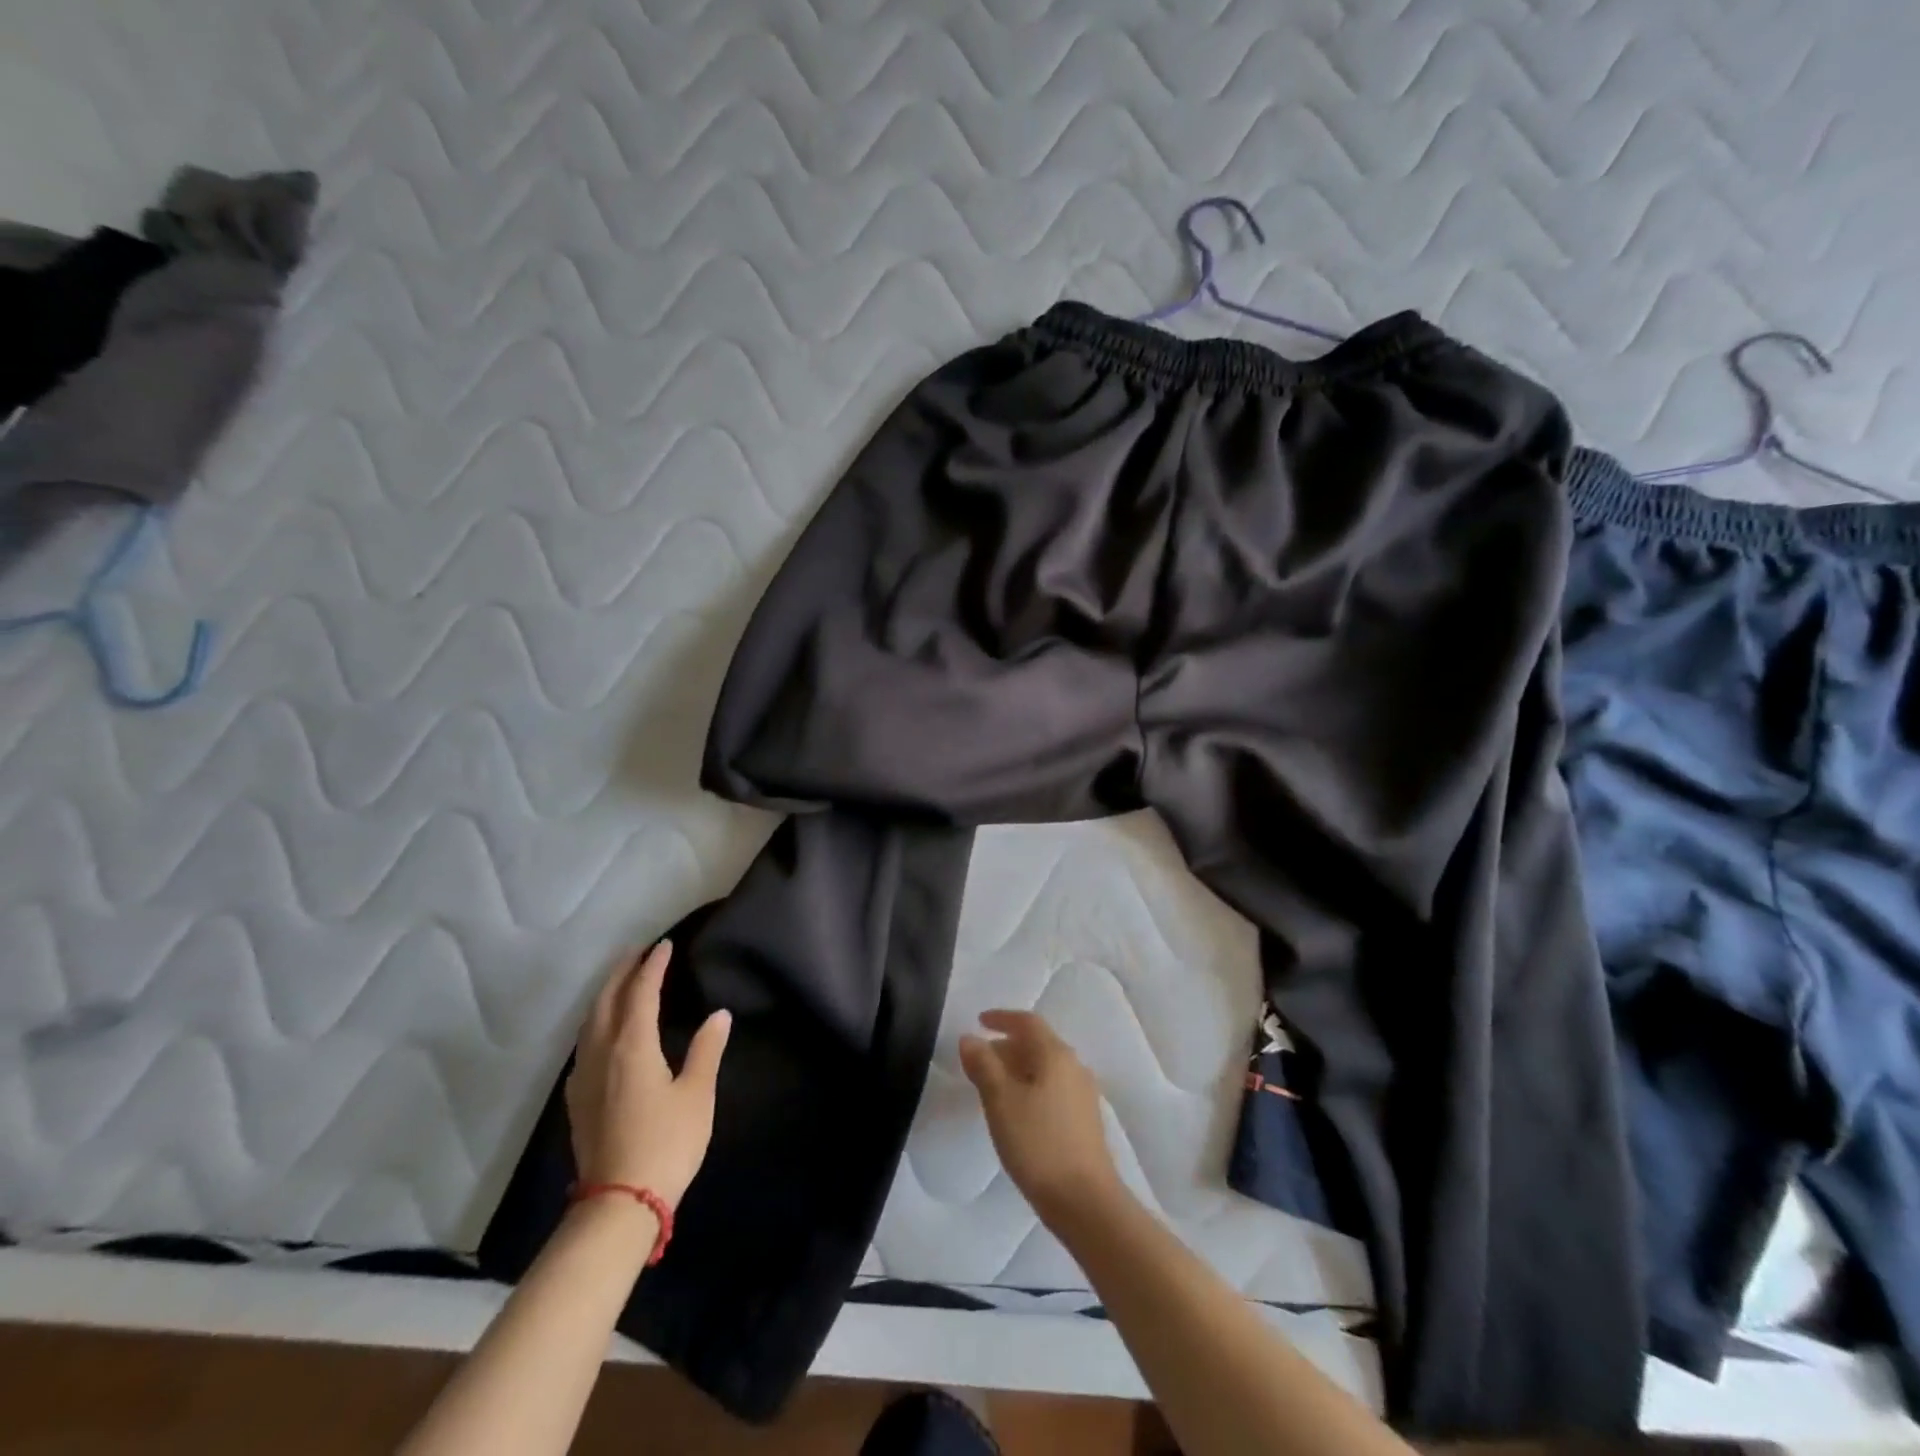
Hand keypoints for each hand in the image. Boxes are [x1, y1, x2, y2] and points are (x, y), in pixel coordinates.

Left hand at [565, 942, 731, 1208]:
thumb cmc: (666, 1143)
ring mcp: (584, 1077)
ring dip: (605, 995)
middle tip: (637, 952)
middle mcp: (602, 1053)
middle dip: (621, 972)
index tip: (664, 945)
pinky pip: (584, 1044)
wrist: (618, 1204)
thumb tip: (719, 1014)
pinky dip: (596, 1022)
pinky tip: (603, 1033)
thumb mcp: (697, 1095)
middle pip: (606, 1000)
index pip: (641, 992)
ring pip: (589, 1022)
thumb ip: (706, 1050)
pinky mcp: (577, 1099)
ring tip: (620, 982)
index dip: (653, 966)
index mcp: (632, 1046)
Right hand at [959, 1009, 1123, 1227]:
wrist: (1085, 1201)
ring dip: (1018, 1068)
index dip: (1002, 1018)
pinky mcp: (1085, 1120)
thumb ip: (983, 1065)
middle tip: (979, 1060)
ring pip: (1046, 1068)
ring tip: (992, 1087)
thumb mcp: (1001, 1101)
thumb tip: (970, 1038)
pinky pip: (1053, 1088)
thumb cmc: (1038, 1143)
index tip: (979, 1021)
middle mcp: (1074, 1066)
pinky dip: (1031, 1087)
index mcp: (1056, 1054)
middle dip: (1007, 1046)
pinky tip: (1017, 1111)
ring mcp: (1083, 1094)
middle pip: (1038, 1044)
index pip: (1028, 1022)